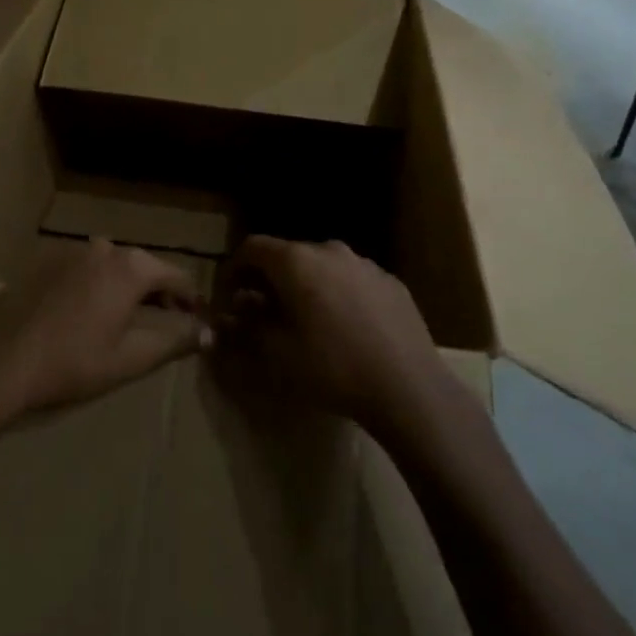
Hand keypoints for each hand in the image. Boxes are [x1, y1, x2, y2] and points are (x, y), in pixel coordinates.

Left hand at [0, 239, 209, 422]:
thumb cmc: (72, 362)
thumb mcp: (130, 358)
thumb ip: (174, 341)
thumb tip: (208, 333)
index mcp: (130, 267)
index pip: (176, 275)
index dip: (191, 298)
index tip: (197, 318)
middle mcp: (104, 248)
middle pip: (144, 266)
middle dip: (159, 291)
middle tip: (169, 319)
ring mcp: (71, 251)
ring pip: (113, 266)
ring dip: (127, 287)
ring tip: (129, 317)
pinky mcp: (45, 261)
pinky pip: (85, 269)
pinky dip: (98, 285)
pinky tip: (88, 313)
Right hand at [218, 236, 442, 433]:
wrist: (407, 387)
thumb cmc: (332, 367)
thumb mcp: (277, 353)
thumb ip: (247, 327)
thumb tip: (230, 314)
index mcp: (296, 260)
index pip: (252, 247)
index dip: (233, 268)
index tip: (228, 295)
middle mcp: (329, 249)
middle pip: (287, 254)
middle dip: (269, 279)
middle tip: (261, 311)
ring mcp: (364, 263)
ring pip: (321, 266)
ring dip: (305, 285)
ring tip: (304, 320)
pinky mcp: (390, 281)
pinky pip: (350, 279)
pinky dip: (336, 293)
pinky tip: (344, 327)